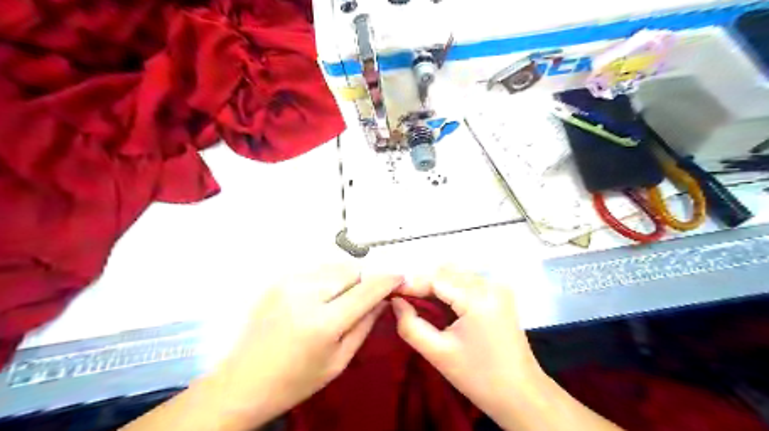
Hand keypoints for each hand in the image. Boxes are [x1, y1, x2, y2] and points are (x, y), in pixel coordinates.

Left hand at [209, 266, 403, 427]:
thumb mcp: (339, 360)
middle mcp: (306, 295)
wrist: (244, 381)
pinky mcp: (278, 279)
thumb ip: (365, 325)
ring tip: (337, 300)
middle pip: (351, 270)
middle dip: (363, 281)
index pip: (367, 289)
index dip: (388, 280)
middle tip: (361, 299)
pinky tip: (318, 298)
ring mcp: (288, 283)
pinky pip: (315, 269)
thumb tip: (384, 298)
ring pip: (334, 265)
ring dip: (345, 278)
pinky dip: (326, 278)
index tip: (400, 278)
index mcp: (323, 323)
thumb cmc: (295, 380)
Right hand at [393, 268, 542, 417]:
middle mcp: (490, 284)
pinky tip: (441, 302)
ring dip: (436, 283)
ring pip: (457, 273)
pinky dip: (451, 286)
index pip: (435, 279)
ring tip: (419, 302)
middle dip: (422, 283)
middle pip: (446, 272)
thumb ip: (410, 325)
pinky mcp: (501, 293)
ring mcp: (498, 287)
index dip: (410, 284)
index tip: (391, 293)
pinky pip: (468, 280)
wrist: (522, 394)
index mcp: (478, 298)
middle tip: (403, 300)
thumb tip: (395, 302)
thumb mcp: (438, 354)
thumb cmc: (479, 378)